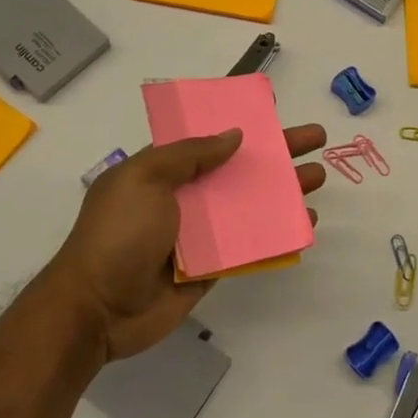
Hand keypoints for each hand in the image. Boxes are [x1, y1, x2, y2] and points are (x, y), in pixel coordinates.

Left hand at [52, 124, 328, 360]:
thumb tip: (234, 135)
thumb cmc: (118, 234)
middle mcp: (186, 196)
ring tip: (319, 176)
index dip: (241, 121)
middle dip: (278, 151)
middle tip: (316, 137)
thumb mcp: (144, 179)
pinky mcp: (214, 265)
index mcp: (164, 170)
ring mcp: (202, 232)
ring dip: (285, 190)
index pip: (209, 137)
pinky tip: (306, 222)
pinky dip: (279, 233)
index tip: (273, 108)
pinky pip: (252, 244)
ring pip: (252, 204)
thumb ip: (189, 154)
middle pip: (240, 167)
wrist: (98, 309)